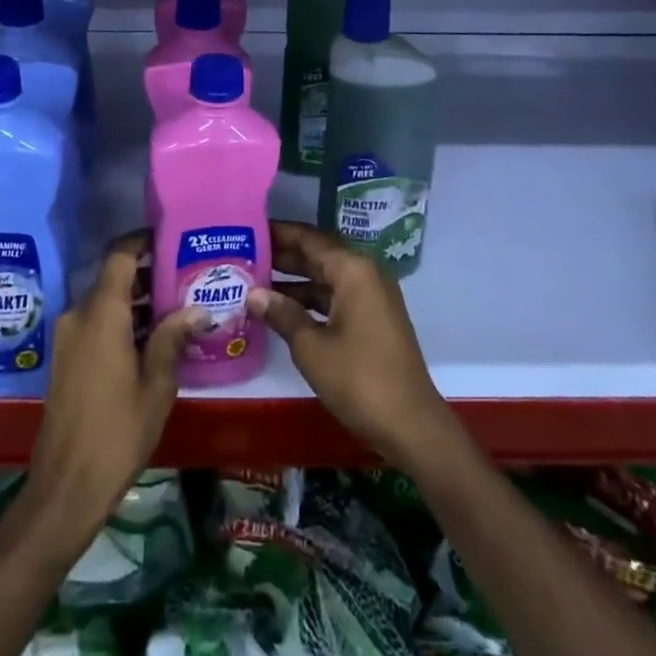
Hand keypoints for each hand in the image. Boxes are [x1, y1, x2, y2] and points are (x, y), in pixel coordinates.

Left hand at [27, 232, 202, 536]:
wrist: (65, 487)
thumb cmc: (117, 432)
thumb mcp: (156, 385)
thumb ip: (173, 337)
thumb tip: (198, 308)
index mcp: (101, 313)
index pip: (120, 255)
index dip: (143, 240)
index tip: (171, 238)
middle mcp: (79, 315)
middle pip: (113, 277)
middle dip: (147, 273)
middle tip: (185, 277)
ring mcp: (68, 337)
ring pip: (105, 301)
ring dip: (135, 301)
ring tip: (175, 308)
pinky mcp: (65, 358)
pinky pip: (95, 323)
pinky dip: (120, 320)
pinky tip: (151, 339)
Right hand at [250, 221, 457, 468]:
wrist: (412, 427)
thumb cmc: (360, 380)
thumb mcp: (312, 348)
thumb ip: (282, 314)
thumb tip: (252, 293)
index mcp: (353, 269)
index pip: (308, 238)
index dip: (278, 233)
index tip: (248, 228)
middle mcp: (364, 273)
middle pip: (317, 254)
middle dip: (282, 255)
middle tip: (243, 254)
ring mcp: (371, 297)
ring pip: (325, 277)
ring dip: (293, 279)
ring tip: (253, 280)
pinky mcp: (372, 319)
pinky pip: (335, 296)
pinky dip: (310, 300)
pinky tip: (281, 309)